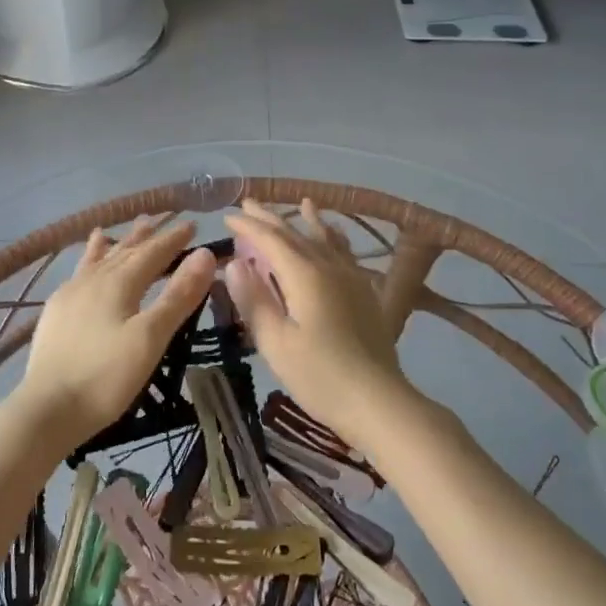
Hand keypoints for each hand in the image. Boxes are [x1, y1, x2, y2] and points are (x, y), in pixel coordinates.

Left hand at [12, 218, 217, 450]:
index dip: (173, 239)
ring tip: (121, 228)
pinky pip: (78, 273)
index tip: (192, 224)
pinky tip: (85, 266)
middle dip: (147, 237)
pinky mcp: (55, 313)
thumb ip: (178, 295)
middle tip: (163, 220)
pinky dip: (88, 260)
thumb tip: (204, 254)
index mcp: (119, 283)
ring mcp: (70, 295)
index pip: (153, 253)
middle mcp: (93, 280)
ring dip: (116, 244)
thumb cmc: (106, 376)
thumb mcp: (151, 338)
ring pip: (99, 259)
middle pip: (125, 251)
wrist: (48, 408)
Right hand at [223, 199, 412, 454]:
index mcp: (305, 276)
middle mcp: (330, 268)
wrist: (379, 402)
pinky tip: (336, 238)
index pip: (270, 240)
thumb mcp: (276, 343)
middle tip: (249, 203)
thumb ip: (254, 300)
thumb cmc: (320, 376)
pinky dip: (335, 238)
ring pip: (326, 240)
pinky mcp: (365, 294)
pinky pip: (345, 253)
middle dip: (271, 218)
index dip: (248, 226)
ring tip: (303, 203)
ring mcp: (352, 280)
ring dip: (308, 221)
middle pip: (297, 235)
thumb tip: (233, 264)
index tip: (227, 215)